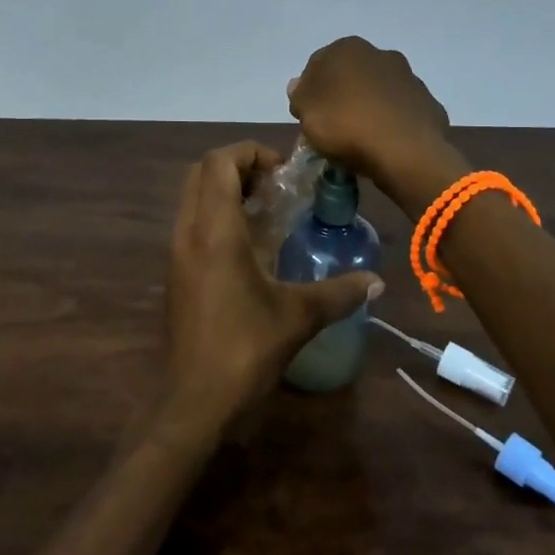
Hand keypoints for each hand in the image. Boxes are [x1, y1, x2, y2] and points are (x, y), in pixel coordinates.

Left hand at [159, 141, 382, 441]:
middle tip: (276, 187)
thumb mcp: (298, 317)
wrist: (193, 402)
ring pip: (194, 197)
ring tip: (268, 212)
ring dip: (226, 191)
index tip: (284, 172)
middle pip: (202, 172)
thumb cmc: (244, 349)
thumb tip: (378, 282)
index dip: (251, 152)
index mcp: (214, 230)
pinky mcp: (176, 273)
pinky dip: (217, 216)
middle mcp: (188, 231)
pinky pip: (192, 223)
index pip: (220, 161)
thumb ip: (340, 293)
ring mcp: (176, 252)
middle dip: (238, 166)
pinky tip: (250, 247)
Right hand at [288, 37, 456, 205]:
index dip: (310, 91)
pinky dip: (391, 122)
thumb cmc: (346, 125)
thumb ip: (300, 95)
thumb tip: (300, 85)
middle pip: (351, 76)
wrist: (405, 152)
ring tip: (360, 138)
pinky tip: (385, 143)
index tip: (308, 115)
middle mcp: (381, 54)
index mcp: (348, 49)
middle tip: (332, 126)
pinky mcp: (428, 102)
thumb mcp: (306, 112)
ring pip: (378, 92)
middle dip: (342, 95)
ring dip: (369, 107)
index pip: (318, 65)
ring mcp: (409, 78)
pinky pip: (400, 111)